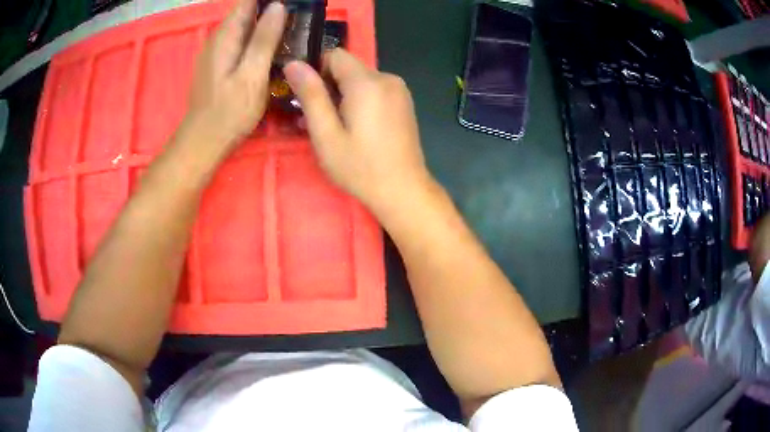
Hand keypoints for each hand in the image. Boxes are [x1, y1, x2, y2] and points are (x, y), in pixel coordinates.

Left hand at [184, 0, 285, 149]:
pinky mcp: (218, 64)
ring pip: (244, 27)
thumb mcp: (252, 74)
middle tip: (298, 19)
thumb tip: (278, 6)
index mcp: (226, 35)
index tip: (293, 5)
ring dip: (265, 24)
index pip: (248, 2)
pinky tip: (271, 49)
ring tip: (291, 30)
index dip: (269, 1)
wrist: (203, 142)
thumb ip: (264, 39)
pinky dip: (257, 39)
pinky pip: (240, 41)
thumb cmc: (229, 112)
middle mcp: (218, 38)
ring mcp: (216, 52)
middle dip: (271, 11)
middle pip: (247, 12)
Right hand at [284, 49, 433, 216]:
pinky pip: (375, 90)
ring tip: (337, 127)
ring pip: (361, 79)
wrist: (404, 190)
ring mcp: (399, 90)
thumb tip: (294, 63)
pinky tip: (357, 127)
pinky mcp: (404, 101)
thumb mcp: (326, 134)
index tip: (310, 97)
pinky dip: (361, 100)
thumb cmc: (360, 167)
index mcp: (367, 82)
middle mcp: (387, 78)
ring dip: (344, 95)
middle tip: (319, 119)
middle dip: (330, 86)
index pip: (335, 54)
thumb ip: (311, 95)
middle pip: (348, 67)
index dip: (317, 71)